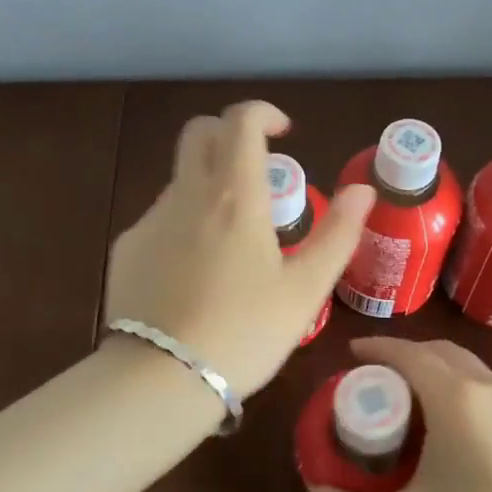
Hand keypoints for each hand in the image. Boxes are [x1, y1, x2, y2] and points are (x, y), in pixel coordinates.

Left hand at [105, 101, 374, 396]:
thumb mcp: (306, 289)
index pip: (241, 120)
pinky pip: (161, 217)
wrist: (163, 378)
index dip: (264, 114)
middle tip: (257, 172)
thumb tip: (363, 189)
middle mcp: (188, 193)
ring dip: (209, 186)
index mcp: (235, 195)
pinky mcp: (128, 247)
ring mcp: (151, 219)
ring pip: (181, 178)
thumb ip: (338, 233)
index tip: (284, 134)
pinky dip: (184, 224)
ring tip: (233, 242)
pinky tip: (195, 273)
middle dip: (229, 134)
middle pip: (199, 133)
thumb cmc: (246, 332)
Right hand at [309, 336, 491, 491]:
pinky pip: (490, 393)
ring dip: (438, 373)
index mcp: (455, 396)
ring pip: (470, 370)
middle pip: (441, 352)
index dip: (377, 348)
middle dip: (407, 356)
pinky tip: (456, 433)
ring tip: (414, 404)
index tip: (352, 354)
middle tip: (379, 380)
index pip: (408, 353)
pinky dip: (463, 393)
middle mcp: (489, 388)